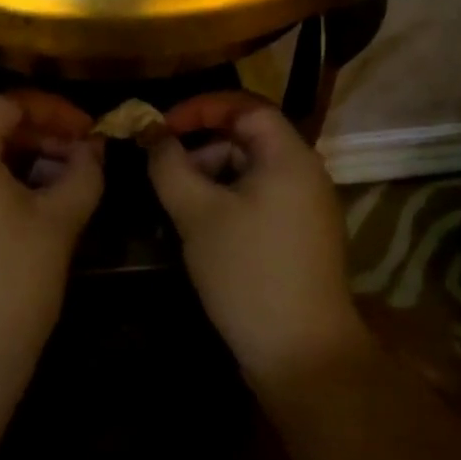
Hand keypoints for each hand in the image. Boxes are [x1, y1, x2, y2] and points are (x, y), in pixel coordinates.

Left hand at [0, 92, 103, 406]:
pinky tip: (30, 212)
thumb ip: (83, 173)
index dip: (51, 109)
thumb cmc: (11, 284)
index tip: (87, 129)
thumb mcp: (58, 222)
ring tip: (62, 186)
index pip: (3, 104)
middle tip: (81, 159)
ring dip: (21, 164)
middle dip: (39, 137)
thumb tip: (94, 149)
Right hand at [147, 92, 363, 385]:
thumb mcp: (197, 213)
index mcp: (289, 156)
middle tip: (164, 173)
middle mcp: (305, 173)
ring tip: (178, 207)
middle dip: (201, 148)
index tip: (161, 128)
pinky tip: (202, 230)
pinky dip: (227, 201)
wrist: (301, 352)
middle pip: (248, 138)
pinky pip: (259, 199)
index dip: (200, 108)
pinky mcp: (300, 236)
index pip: (245, 107)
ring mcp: (307, 207)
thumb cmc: (247, 271)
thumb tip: (153, 136)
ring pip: (251, 172)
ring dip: (211, 177)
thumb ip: (170, 166)